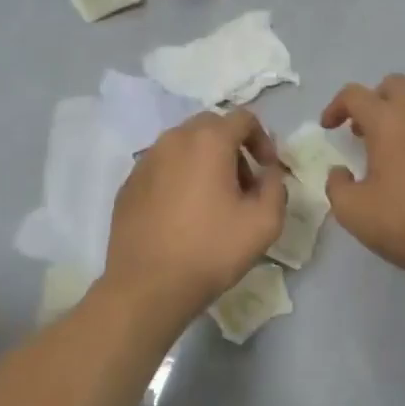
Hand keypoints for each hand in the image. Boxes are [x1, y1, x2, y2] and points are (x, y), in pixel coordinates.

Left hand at [104, 110, 286, 321]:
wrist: (148, 286)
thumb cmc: (211, 250)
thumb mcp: (265, 222)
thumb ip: (276, 186)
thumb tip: (268, 172)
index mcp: (208, 141)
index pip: (243, 118)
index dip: (263, 139)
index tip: (268, 170)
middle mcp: (173, 140)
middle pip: (211, 127)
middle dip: (233, 148)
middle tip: (243, 185)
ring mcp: (145, 161)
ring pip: (183, 146)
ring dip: (205, 162)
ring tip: (213, 201)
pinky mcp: (128, 184)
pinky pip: (162, 167)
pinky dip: (179, 178)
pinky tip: (183, 214)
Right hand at [321, 75, 404, 283]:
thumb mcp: (354, 212)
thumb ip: (337, 186)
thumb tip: (341, 173)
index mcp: (389, 122)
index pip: (356, 94)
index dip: (336, 106)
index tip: (328, 129)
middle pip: (394, 86)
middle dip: (372, 101)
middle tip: (360, 132)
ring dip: (398, 120)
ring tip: (387, 156)